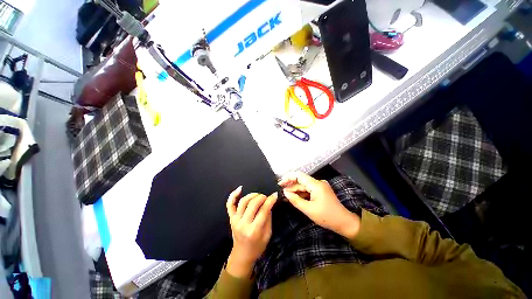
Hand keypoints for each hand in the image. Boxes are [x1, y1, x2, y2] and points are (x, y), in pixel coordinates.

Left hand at [225, 186, 276, 277]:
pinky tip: (240, 189)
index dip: (270, 200)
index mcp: (254, 230)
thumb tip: (269, 202)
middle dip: (261, 197)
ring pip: (243, 201)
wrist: (242, 255)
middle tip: (266, 197)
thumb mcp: (267, 234)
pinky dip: (233, 195)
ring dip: (252, 195)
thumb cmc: (257, 246)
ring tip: (258, 195)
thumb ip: (268, 217)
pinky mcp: (231, 218)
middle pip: (253, 204)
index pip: (263, 210)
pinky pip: (230, 205)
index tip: (275, 195)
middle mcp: (243, 224)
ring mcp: (235, 220)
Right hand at [279, 171, 359, 238]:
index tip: (280, 184)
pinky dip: (301, 193)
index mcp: (316, 185)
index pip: (299, 175)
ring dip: (295, 190)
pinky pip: (308, 189)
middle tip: (281, 192)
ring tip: (286, 196)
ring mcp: (320, 186)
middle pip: (301, 181)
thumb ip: (295, 200)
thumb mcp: (308, 209)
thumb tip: (285, 193)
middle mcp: (318, 182)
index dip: (288, 178)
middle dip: (291, 186)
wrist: (344, 222)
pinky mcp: (321, 191)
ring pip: (304, 185)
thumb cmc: (326, 217)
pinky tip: (295, 197)